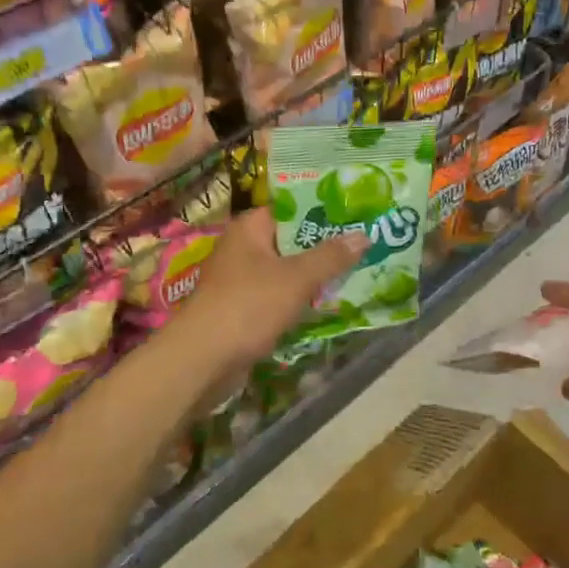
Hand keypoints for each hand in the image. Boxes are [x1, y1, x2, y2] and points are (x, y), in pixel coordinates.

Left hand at [180, 209, 365, 368]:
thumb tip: (364, 236)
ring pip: (287, 270)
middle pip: (291, 240)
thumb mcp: (297, 278)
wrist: (203, 359)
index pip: (290, 208)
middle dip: (325, 245)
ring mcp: (242, 281)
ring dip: (316, 275)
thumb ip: (331, 257)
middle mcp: (243, 249)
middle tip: (365, 243)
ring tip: (357, 271)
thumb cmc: (249, 306)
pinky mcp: (245, 309)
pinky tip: (329, 302)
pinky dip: (301, 299)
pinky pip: (280, 296)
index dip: (322, 209)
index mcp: (249, 229)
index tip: (355, 213)